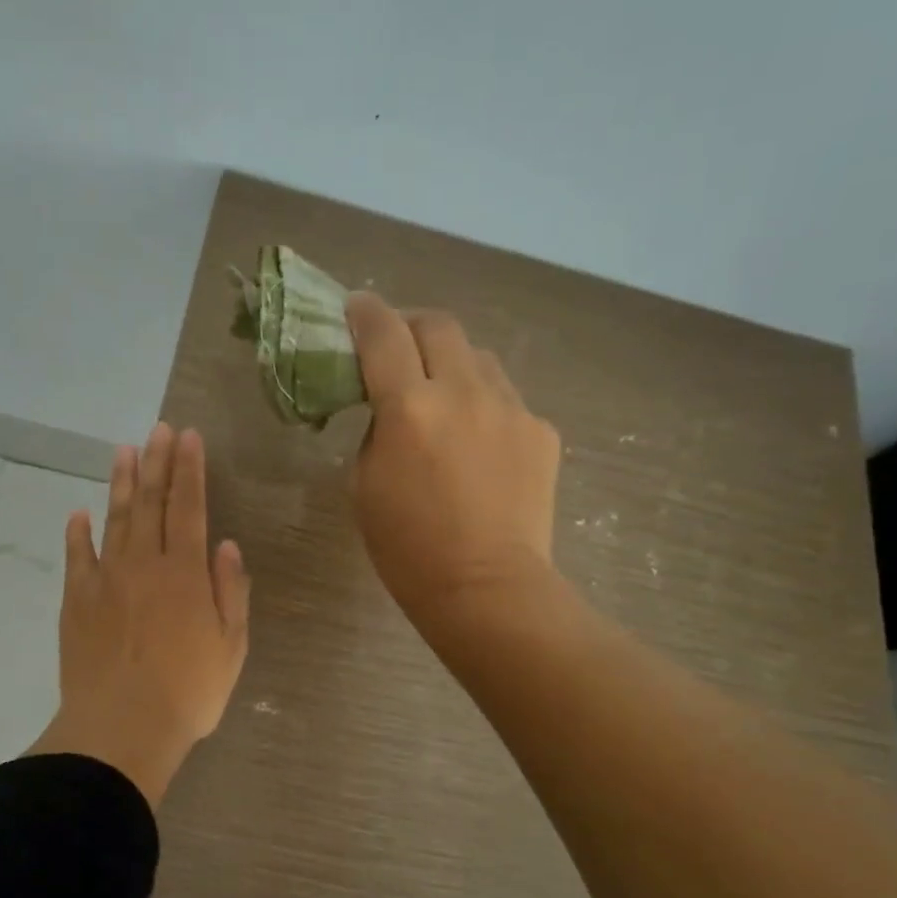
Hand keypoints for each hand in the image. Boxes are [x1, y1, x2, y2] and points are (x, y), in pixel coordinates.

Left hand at [28, 423, 251, 807]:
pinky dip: (77, 533)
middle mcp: (145, 564)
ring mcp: (106, 580)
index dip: (190, 469)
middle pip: (151, 502)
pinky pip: (77, 557)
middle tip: (158, 429)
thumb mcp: (231, 646)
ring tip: (124, 451)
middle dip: (157, 462)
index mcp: (186, 573)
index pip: (190, 507)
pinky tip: (78, 513)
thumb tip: (225, 545)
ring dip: (120, 483)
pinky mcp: (76, 601)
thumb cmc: (188, 692)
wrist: (121, 728)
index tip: (188, 437)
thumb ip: (230, 591)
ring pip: (114, 519)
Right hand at [345, 292, 561, 632]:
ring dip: (451, 363)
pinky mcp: (541, 430)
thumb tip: (393, 408)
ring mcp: (510, 408)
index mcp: (409, 407)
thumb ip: (377, 430)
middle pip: (438, 325)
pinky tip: (477, 444)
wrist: (487, 589)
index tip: (355, 308)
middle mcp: (463, 392)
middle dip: (411, 325)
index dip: (364, 312)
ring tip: (441, 396)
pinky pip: (505, 399)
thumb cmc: (408, 549)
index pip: (382, 333)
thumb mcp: (365, 485)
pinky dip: (483, 406)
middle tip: (396, 348)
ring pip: (477, 358)